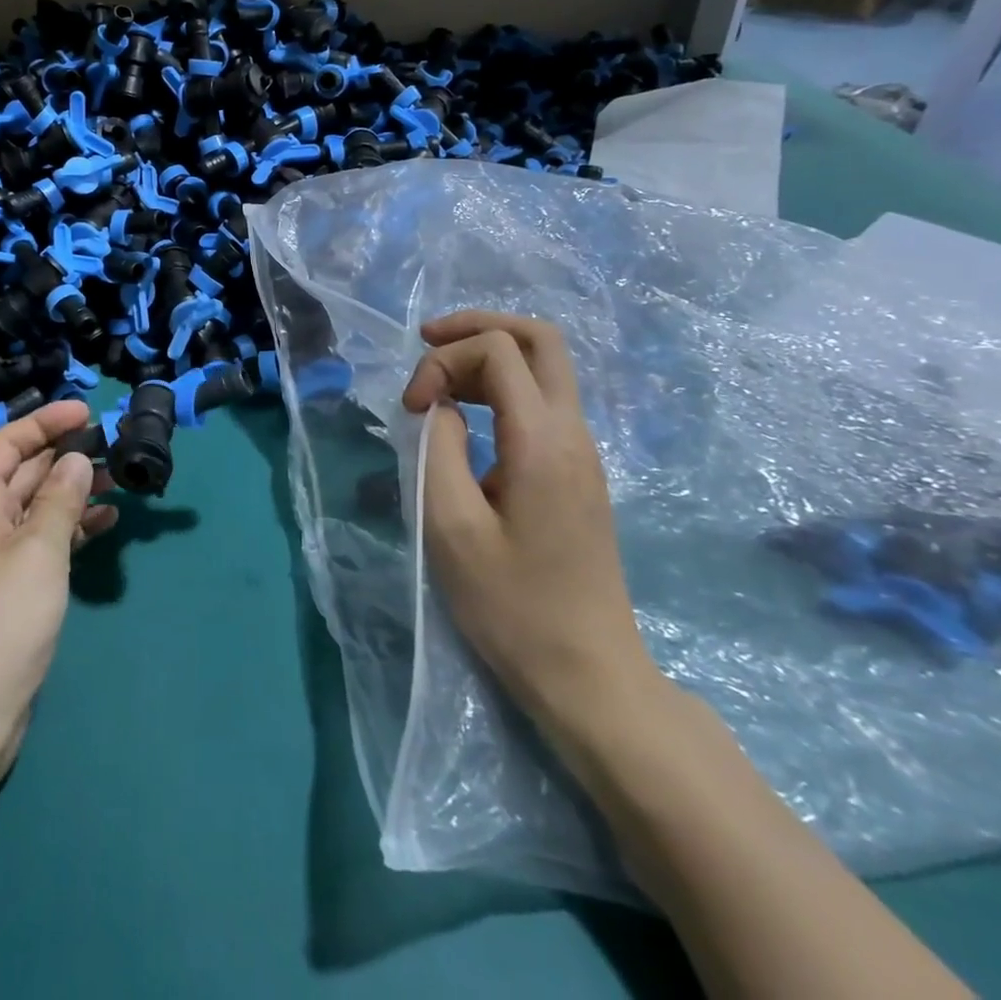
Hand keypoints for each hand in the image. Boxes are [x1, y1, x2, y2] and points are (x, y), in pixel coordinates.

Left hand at [0, 401, 115, 797]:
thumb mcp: (38, 552)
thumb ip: (60, 499)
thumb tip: (76, 460)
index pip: (7, 443)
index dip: (45, 421)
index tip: (88, 411)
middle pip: (23, 472)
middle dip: (65, 454)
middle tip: (113, 445)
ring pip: (36, 506)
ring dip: (73, 490)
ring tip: (118, 481)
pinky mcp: (9, 588)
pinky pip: (42, 540)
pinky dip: (71, 527)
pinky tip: (105, 522)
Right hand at [402, 312, 659, 735]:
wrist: (588, 674)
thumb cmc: (511, 606)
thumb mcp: (450, 526)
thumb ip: (438, 447)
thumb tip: (441, 406)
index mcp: (542, 440)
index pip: (498, 350)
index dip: (443, 361)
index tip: (412, 410)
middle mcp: (573, 432)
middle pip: (539, 338)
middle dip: (478, 326)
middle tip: (426, 342)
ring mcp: (583, 451)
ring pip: (545, 366)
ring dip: (489, 355)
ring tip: (439, 377)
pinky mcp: (579, 472)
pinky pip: (544, 400)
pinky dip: (501, 386)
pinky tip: (469, 411)